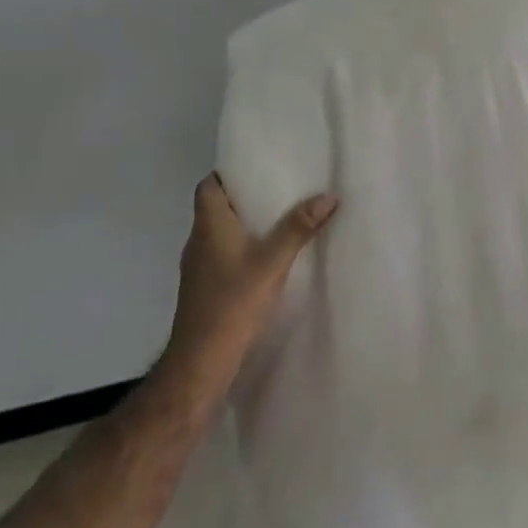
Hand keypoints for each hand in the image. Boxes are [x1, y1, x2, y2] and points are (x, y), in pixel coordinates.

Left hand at [160, 174, 338, 390]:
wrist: (202, 360)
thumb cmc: (232, 302)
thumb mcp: (272, 262)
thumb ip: (298, 228)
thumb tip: (328, 196)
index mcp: (209, 226)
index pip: (208, 186)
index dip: (228, 173)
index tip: (258, 167)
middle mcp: (198, 241)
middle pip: (217, 207)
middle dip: (245, 197)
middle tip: (281, 188)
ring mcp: (199, 267)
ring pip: (221, 233)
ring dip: (245, 225)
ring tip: (280, 218)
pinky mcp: (205, 288)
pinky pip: (224, 255)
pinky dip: (243, 248)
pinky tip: (268, 257)